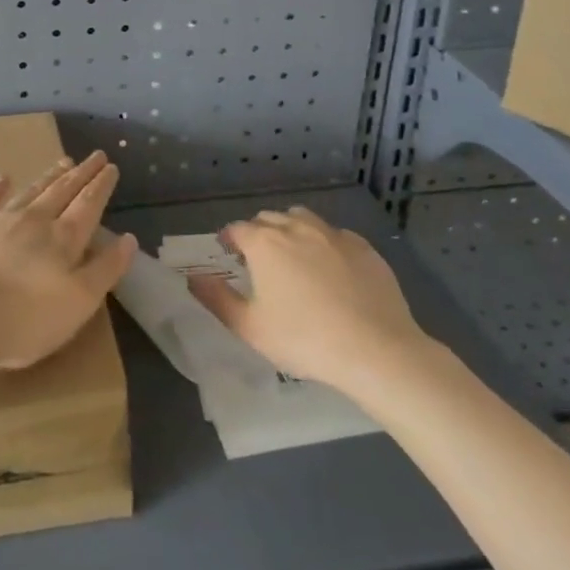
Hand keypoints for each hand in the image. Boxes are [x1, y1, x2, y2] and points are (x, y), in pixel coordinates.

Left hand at [0, 151, 136, 371]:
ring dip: (48, 177)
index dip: (101, 186)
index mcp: (62, 240)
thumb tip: (128, 238)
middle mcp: (33, 221)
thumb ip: (105, 269)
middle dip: (81, 174)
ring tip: (63, 162)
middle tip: (94, 156)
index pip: (88, 205)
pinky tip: (2, 178)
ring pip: (29, 192)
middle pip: (62, 192)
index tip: (111, 166)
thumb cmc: (24, 322)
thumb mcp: (78, 304)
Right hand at [188, 206, 433, 390]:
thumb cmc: (304, 340)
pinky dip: (325, 243)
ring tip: (294, 257)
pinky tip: (332, 269)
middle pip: (269, 218)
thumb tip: (192, 278)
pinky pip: (336, 235)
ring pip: (302, 218)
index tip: (229, 255)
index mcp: (264, 244)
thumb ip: (216, 299)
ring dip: (291, 230)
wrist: (376, 350)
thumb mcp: (250, 328)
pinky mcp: (363, 247)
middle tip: (260, 261)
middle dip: (259, 233)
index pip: (237, 229)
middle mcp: (296, 228)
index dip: (229, 240)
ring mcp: (333, 234)